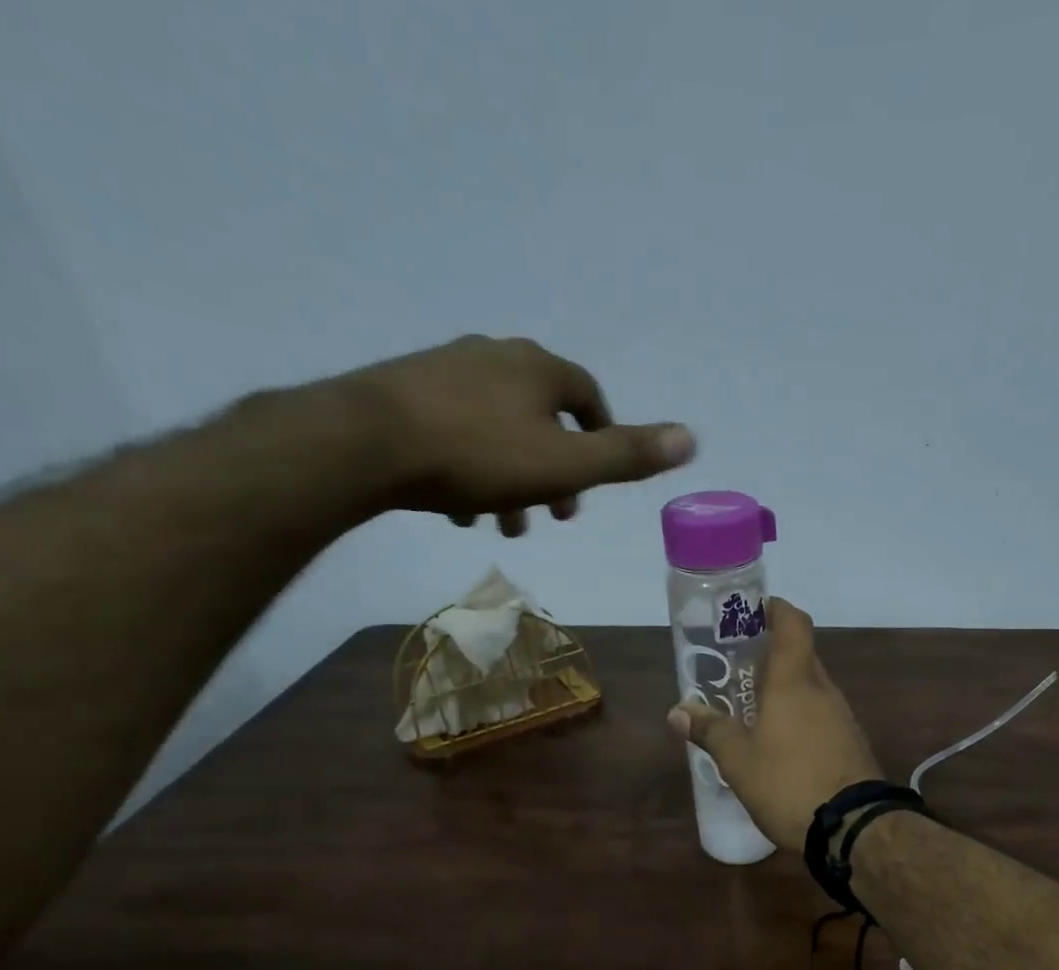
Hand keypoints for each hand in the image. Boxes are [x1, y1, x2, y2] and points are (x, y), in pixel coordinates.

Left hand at [333, 335, 695, 534]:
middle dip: (554, 469)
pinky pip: (455, 430)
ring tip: (505, 525)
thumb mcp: (566, 465)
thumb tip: (692, 437)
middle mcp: (495, 355)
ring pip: (497, 428)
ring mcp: (445, 369)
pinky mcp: (404, 390)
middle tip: (554, 514)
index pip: (587, 394)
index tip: (595, 478)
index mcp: (538, 367)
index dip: (600, 435)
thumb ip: (627, 454)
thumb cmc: (478, 456)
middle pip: (541, 415)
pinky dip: (470, 467)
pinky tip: (459, 507)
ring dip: (512, 478)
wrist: (366, 443)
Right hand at [668, 599, 881, 850]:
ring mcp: (842, 716)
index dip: (775, 609)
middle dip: (770, 655)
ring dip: (784, 689)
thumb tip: (677, 711)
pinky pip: (821, 715)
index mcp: (794, 681)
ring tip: (751, 708)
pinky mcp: (851, 742)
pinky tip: (779, 742)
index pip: (793, 623)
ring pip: (811, 688)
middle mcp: (823, 690)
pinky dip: (800, 716)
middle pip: (800, 655)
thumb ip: (710, 731)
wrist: (854, 827)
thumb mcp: (738, 761)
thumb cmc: (789, 783)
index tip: (753, 611)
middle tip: (736, 668)